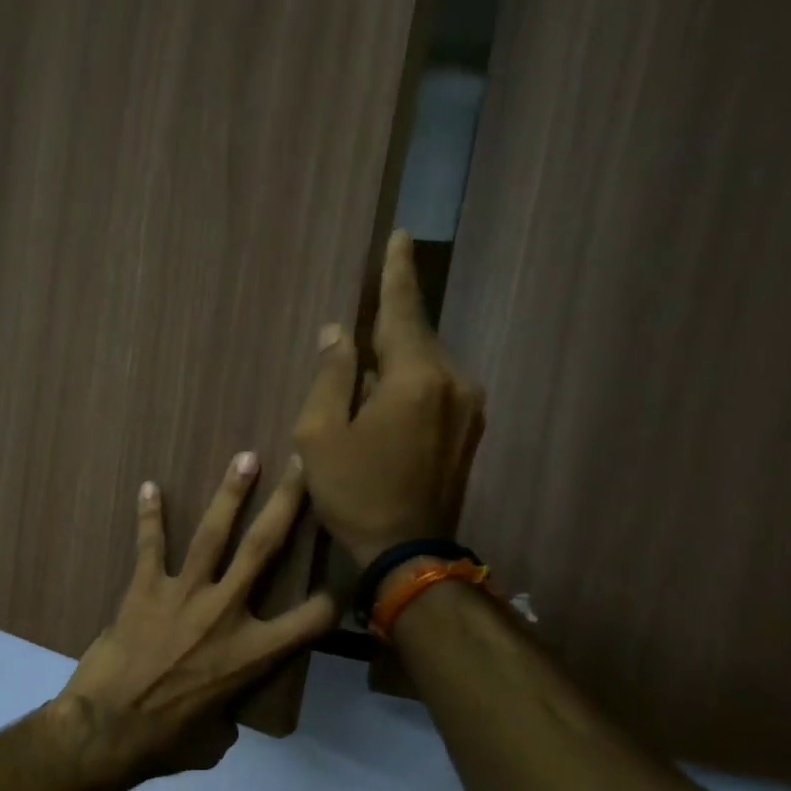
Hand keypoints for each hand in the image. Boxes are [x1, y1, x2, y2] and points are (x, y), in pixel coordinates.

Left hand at [50, 452, 336, 783]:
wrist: (107, 730)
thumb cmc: (165, 742)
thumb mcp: (215, 739)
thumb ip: (229, 715)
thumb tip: (223, 714)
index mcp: (254, 654)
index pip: (313, 618)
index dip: (334, 599)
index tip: (340, 582)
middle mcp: (226, 613)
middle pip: (265, 548)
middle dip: (287, 504)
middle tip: (299, 466)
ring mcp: (184, 595)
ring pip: (214, 534)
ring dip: (230, 494)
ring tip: (245, 458)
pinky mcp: (143, 590)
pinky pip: (150, 546)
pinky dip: (149, 517)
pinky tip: (149, 488)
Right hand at [292, 230, 485, 566]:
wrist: (409, 553)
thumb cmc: (355, 494)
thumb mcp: (319, 436)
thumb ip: (329, 378)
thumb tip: (337, 334)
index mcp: (416, 377)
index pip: (404, 309)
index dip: (397, 272)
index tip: (400, 237)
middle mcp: (454, 381)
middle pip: (417, 337)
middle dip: (390, 326)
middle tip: (365, 319)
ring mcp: (470, 408)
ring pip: (428, 365)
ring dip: (398, 362)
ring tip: (367, 377)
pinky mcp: (471, 431)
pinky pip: (438, 390)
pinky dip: (412, 385)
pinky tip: (388, 404)